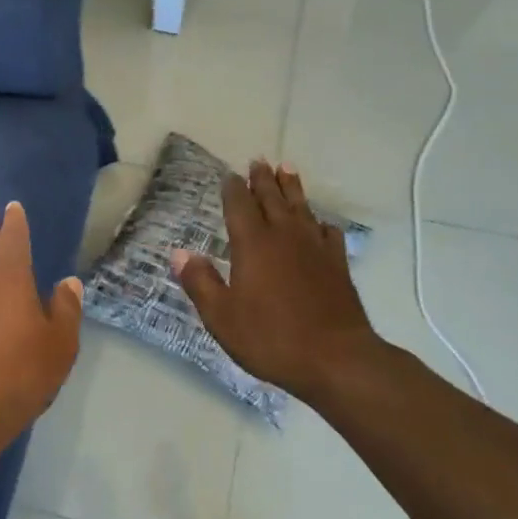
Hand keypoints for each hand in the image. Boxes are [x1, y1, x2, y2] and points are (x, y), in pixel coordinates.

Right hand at [171, 162, 389, 407]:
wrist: (336, 358)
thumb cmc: (271, 338)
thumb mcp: (222, 317)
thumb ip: (200, 282)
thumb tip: (179, 253)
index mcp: (253, 244)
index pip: (239, 206)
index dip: (233, 189)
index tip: (229, 176)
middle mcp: (284, 236)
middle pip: (272, 198)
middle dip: (263, 179)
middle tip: (259, 160)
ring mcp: (315, 248)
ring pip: (301, 208)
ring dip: (292, 187)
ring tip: (287, 169)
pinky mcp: (338, 264)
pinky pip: (328, 232)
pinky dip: (320, 222)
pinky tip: (320, 223)